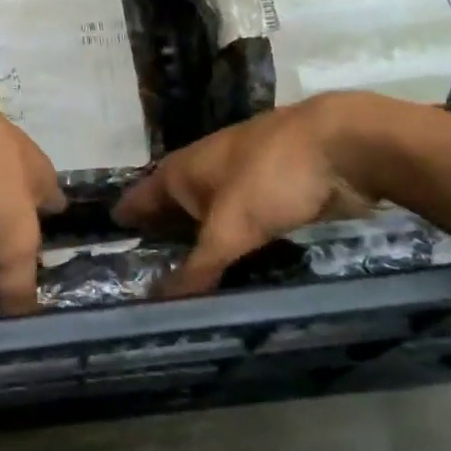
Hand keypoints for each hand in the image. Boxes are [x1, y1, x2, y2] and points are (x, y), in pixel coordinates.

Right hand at [112, 94, 390, 295]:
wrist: (343, 146)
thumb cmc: (271, 177)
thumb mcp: (229, 227)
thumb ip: (197, 267)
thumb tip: (156, 304)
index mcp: (182, 169)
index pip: (139, 198)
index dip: (124, 221)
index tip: (107, 249)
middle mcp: (204, 172)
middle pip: (173, 209)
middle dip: (161, 239)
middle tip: (142, 280)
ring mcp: (240, 181)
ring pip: (209, 218)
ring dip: (199, 245)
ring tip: (184, 283)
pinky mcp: (273, 193)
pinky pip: (242, 226)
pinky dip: (233, 245)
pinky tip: (232, 268)